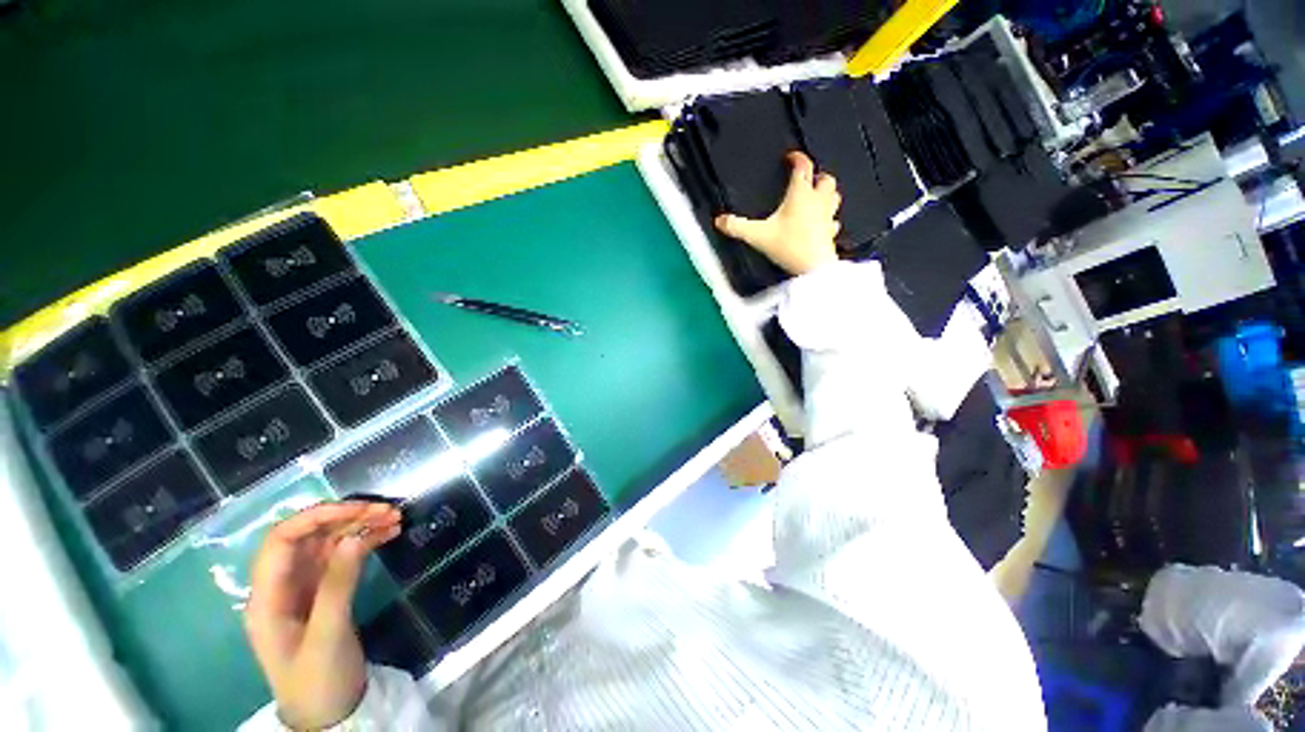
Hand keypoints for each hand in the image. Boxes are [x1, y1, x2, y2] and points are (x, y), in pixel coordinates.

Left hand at [245, 501, 401, 729]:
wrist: (329, 714)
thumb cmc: (318, 680)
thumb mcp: (328, 636)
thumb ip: (337, 586)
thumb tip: (355, 536)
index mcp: (267, 598)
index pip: (282, 540)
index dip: (317, 517)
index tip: (361, 509)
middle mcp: (281, 586)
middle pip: (307, 537)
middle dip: (346, 518)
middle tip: (388, 511)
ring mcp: (303, 589)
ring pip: (327, 544)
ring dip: (359, 527)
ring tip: (395, 518)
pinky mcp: (323, 593)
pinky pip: (342, 557)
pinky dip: (364, 542)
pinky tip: (387, 534)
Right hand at [714, 151, 841, 275]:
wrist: (813, 268)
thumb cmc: (790, 247)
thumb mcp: (757, 236)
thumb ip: (737, 227)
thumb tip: (721, 221)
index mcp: (800, 195)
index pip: (803, 168)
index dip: (798, 159)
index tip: (792, 158)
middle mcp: (817, 202)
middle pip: (825, 179)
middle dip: (818, 175)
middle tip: (809, 177)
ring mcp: (827, 217)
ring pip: (834, 196)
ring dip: (828, 193)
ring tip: (819, 195)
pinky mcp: (830, 233)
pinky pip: (834, 221)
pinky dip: (829, 219)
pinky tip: (824, 224)